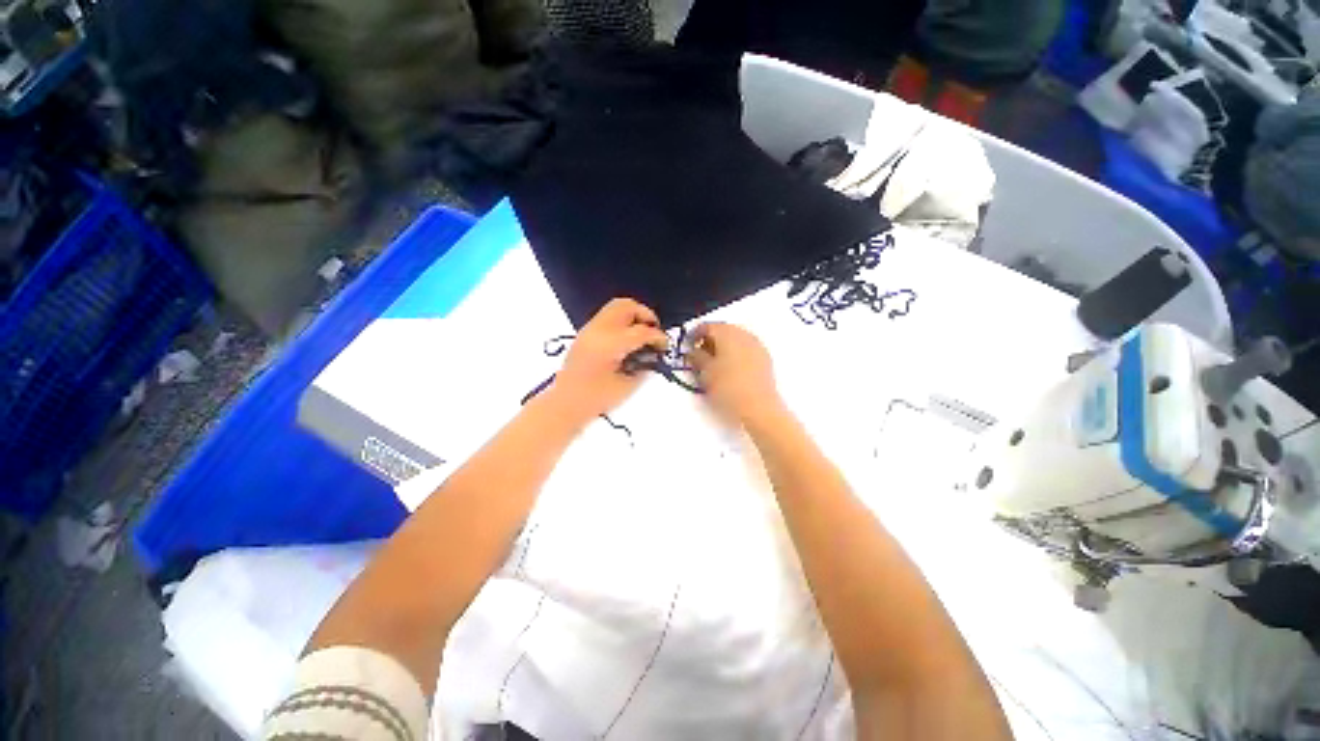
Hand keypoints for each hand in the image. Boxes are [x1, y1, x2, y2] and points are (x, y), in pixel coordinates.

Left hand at [548, 298, 668, 424]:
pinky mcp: (585, 333)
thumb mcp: (627, 387)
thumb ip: (644, 368)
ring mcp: (589, 329)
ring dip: (633, 316)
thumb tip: (653, 356)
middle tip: (654, 332)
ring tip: (642, 334)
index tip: (664, 346)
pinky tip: (627, 340)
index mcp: (610, 344)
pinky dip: (622, 321)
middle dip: (646, 316)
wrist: (564, 404)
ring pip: (616, 306)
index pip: (642, 331)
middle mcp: (599, 330)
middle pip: (627, 307)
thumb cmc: (596, 400)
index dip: (658, 337)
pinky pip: (608, 316)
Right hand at [688, 323, 782, 426]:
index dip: (694, 334)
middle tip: (699, 354)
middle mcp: (743, 334)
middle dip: (710, 339)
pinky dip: (735, 353)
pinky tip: (730, 368)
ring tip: (714, 363)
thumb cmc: (728, 387)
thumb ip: (696, 357)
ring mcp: (757, 345)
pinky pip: (746, 349)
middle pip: (723, 330)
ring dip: (723, 346)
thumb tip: (693, 351)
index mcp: (727, 333)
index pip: (707, 326)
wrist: (758, 407)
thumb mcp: (705, 372)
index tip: (688, 345)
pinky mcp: (765, 358)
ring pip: (736, 339)